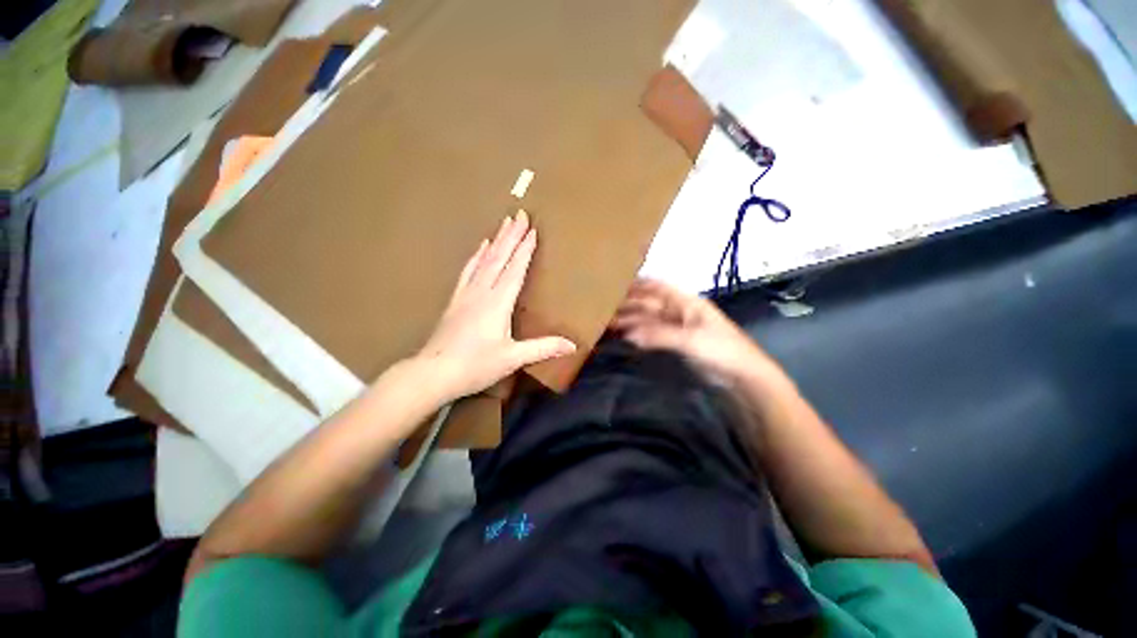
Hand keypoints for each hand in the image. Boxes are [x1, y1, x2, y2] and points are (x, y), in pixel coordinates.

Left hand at [416, 210, 575, 400]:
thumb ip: (543, 348)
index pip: (514, 270)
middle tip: (520, 214)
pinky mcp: (455, 300)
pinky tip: (480, 248)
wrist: (432, 373)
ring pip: (483, 260)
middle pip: (499, 258)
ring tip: (504, 224)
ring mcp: (466, 294)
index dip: (524, 250)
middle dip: (511, 236)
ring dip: (495, 241)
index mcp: (497, 303)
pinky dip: (476, 256)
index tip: (532, 230)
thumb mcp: (512, 358)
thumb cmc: (475, 366)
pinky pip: (468, 271)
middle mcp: (481, 292)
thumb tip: (572, 345)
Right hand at [610, 278, 786, 387]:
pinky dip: (638, 336)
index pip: (658, 287)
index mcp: (686, 303)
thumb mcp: (691, 339)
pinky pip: (652, 336)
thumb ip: (658, 335)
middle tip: (604, 310)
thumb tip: (627, 334)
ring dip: (630, 321)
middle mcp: (679, 312)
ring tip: (608, 324)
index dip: (638, 284)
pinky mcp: (675, 345)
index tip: (615, 286)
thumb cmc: (721, 350)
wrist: (742, 378)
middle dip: (628, 305)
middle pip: (649, 305)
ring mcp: (676, 329)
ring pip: (648, 321)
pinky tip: (624, 338)